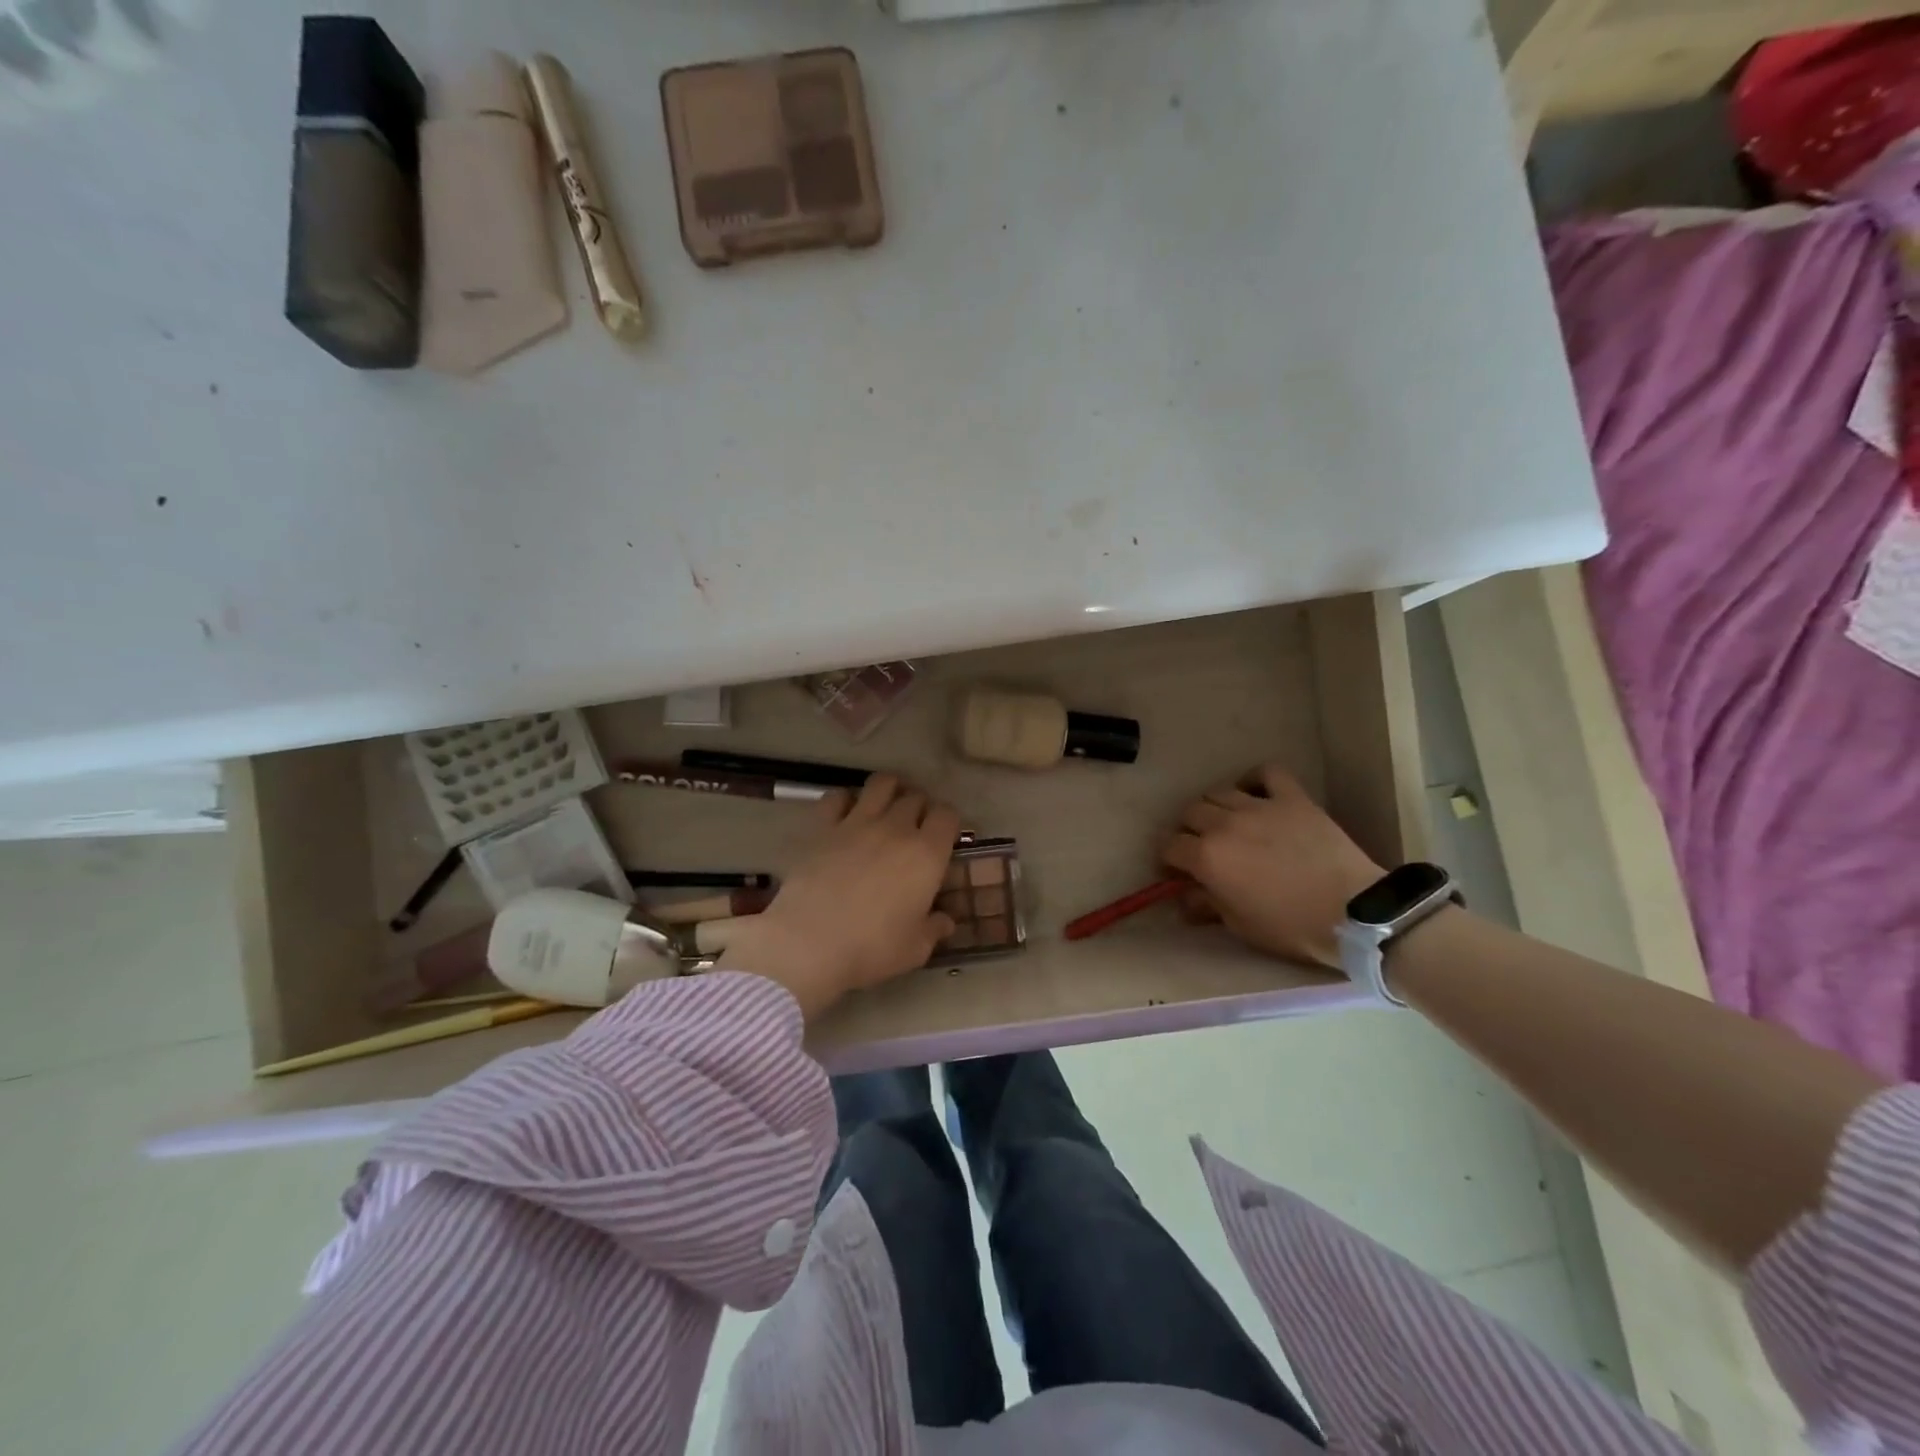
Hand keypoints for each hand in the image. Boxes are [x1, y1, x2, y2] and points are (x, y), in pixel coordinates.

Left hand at [716, 774, 960, 1018]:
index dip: (948, 823)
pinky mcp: (823, 827)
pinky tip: (845, 815)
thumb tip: (945, 921)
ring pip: (881, 784)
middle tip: (914, 828)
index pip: (947, 816)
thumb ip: (934, 929)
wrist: (809, 943)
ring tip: (886, 807)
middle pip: (915, 797)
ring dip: (889, 790)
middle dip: (919, 808)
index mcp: (927, 855)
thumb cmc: (871, 949)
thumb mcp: (914, 949)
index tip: (943, 838)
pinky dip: (845, 800)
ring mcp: (857, 823)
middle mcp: (896, 829)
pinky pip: (838, 796)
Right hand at [1162, 764, 1382, 969]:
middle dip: (1189, 830)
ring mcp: (1258, 806)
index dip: (1170, 859)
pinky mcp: (1291, 798)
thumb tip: (1184, 896)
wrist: (1351, 913)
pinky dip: (1255, 780)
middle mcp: (1224, 824)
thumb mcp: (1239, 925)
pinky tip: (1255, 794)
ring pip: (1218, 791)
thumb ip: (1206, 904)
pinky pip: (1265, 773)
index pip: (1170, 846)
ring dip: (1215, 807)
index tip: (1179, 870)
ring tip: (1228, 822)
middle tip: (1203, 847)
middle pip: (1190, 813)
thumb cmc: (1290, 926)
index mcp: (1207, 857)